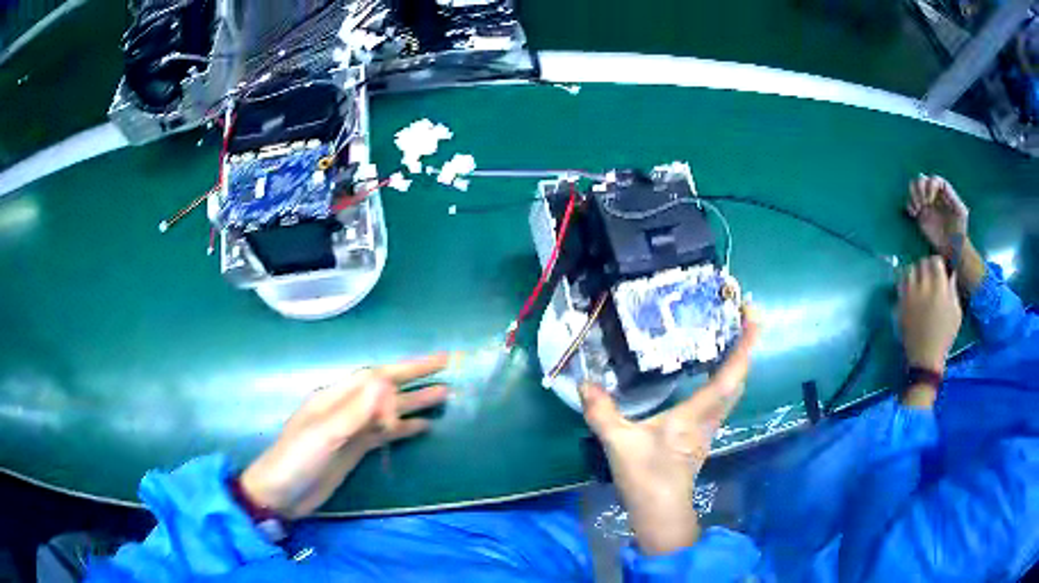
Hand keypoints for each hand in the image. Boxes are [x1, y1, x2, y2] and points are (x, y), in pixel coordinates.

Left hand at [240, 354, 449, 518]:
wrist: (281, 494)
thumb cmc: (297, 460)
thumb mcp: (324, 435)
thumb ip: (355, 411)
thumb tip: (387, 384)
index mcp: (335, 398)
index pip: (376, 376)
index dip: (407, 368)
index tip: (438, 362)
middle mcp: (345, 409)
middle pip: (385, 389)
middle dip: (415, 378)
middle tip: (448, 370)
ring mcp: (350, 431)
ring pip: (388, 411)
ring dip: (414, 403)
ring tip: (444, 396)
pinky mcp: (354, 450)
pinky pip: (384, 434)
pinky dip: (403, 428)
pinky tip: (422, 427)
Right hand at [580, 308, 759, 555]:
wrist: (660, 512)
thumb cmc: (647, 478)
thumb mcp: (619, 443)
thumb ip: (602, 412)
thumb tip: (585, 382)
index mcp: (697, 414)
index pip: (731, 375)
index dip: (746, 344)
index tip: (753, 313)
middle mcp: (711, 416)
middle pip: (739, 376)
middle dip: (747, 343)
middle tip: (741, 312)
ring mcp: (709, 426)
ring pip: (733, 387)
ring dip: (738, 359)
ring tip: (730, 333)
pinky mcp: (702, 432)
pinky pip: (723, 396)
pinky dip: (726, 375)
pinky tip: (711, 368)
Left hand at [898, 256, 961, 374]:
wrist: (925, 358)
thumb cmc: (944, 336)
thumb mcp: (956, 313)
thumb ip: (953, 290)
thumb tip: (950, 273)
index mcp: (939, 288)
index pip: (935, 261)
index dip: (938, 263)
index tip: (939, 270)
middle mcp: (923, 288)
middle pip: (922, 263)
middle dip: (926, 266)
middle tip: (929, 276)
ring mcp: (909, 295)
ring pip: (909, 270)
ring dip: (914, 272)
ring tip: (919, 281)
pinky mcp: (900, 304)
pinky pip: (900, 284)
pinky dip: (905, 282)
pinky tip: (911, 290)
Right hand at [906, 175, 968, 252]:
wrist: (953, 249)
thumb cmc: (959, 231)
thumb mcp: (961, 213)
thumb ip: (954, 197)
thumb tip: (943, 185)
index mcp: (943, 192)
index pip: (934, 179)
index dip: (930, 186)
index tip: (930, 200)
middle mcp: (933, 194)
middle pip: (921, 179)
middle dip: (920, 188)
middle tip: (923, 203)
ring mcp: (925, 203)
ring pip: (913, 186)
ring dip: (913, 195)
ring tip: (918, 208)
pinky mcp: (919, 214)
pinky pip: (909, 202)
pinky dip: (909, 206)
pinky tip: (914, 215)